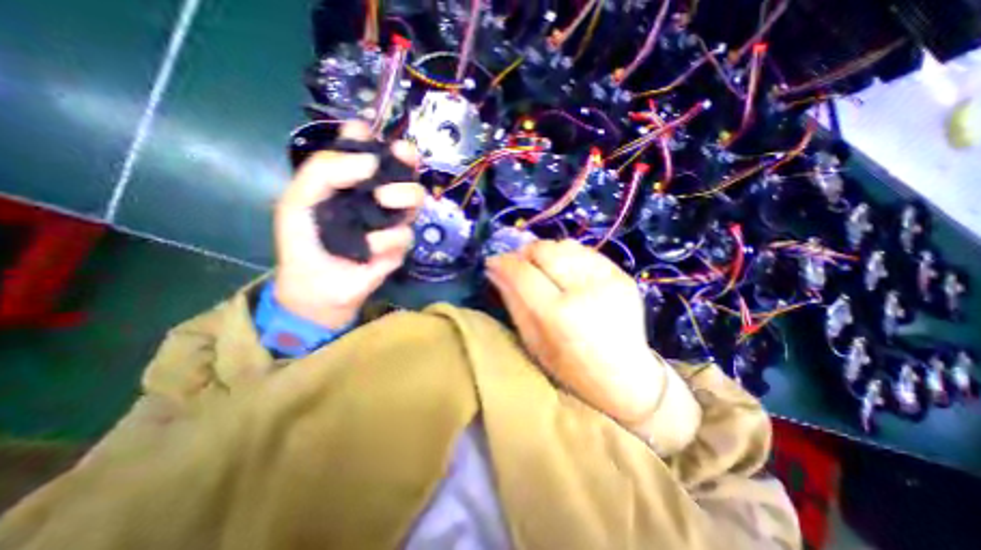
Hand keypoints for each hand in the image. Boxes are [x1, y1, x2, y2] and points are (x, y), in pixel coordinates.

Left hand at [272, 123, 422, 328]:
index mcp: (352, 182)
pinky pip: (403, 234)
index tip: (368, 133)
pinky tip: (368, 248)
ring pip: (415, 198)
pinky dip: (385, 239)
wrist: (315, 285)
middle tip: (403, 154)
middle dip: (407, 158)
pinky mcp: (399, 246)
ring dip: (403, 194)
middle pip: (404, 170)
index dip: (371, 137)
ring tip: (383, 200)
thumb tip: (371, 160)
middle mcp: (376, 196)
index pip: (367, 150)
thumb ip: (324, 171)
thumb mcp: (299, 199)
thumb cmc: (303, 240)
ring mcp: (391, 221)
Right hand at [486, 242, 670, 426]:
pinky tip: (564, 269)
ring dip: (546, 252)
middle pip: (545, 250)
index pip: (523, 273)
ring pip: (565, 245)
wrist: (626, 378)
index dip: (504, 262)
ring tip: (540, 267)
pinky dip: (567, 255)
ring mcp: (608, 279)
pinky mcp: (622, 275)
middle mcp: (585, 290)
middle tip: (517, 264)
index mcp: (559, 315)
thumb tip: (494, 270)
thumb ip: (513, 301)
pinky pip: (586, 251)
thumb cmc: (571, 369)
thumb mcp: (533, 342)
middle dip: (524, 253)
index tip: (493, 261)